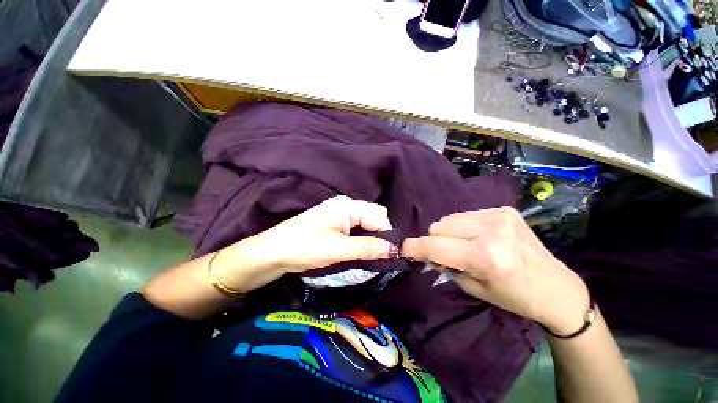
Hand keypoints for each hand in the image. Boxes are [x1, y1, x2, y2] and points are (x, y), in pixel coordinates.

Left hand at [214, 196, 397, 291]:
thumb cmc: (304, 248)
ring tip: (370, 253)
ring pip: (367, 221)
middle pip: (375, 215)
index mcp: (348, 205)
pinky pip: (357, 226)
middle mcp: (346, 204)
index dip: (388, 235)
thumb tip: (396, 250)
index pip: (380, 216)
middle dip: (382, 233)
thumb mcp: (338, 249)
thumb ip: (368, 247)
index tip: (391, 256)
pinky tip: (360, 248)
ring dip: (372, 236)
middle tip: (379, 254)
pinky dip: (363, 237)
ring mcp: (340, 212)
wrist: (272, 252)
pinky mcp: (335, 222)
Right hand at [401, 207, 589, 334]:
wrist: (555, 287)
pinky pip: (465, 215)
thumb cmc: (514, 296)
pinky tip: (477, 237)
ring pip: (449, 219)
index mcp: (485, 256)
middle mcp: (491, 230)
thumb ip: (445, 266)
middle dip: (434, 241)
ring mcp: (499, 216)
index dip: (414, 247)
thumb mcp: (473, 288)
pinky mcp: (503, 210)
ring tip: (464, 245)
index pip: (435, 246)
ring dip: (448, 233)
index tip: (403, 249)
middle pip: (438, 226)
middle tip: (445, 254)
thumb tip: (427, 252)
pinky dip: (462, 227)